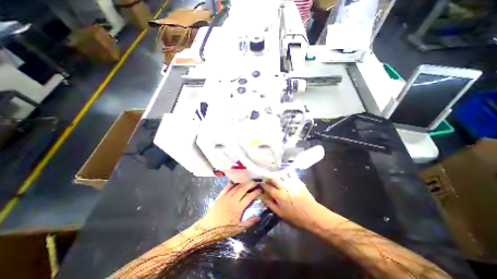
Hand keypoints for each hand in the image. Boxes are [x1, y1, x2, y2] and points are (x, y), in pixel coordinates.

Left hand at [195, 183, 261, 237]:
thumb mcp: (238, 229)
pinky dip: (232, 184)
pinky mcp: (220, 196)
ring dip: (243, 183)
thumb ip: (249, 222)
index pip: (249, 197)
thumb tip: (259, 217)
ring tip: (248, 182)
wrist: (207, 228)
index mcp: (238, 207)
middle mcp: (233, 199)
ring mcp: (226, 196)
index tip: (260, 189)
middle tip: (256, 182)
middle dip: (250, 184)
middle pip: (243, 188)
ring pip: (236, 187)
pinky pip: (227, 187)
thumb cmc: (224, 230)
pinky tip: (236, 183)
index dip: (256, 192)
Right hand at [262, 173, 319, 229]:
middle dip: (268, 176)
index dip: (263, 184)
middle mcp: (283, 187)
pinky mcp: (298, 181)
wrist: (312, 214)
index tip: (260, 182)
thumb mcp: (281, 214)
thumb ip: (270, 204)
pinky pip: (291, 173)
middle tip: (266, 176)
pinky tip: (284, 172)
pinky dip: (286, 172)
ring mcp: (291, 183)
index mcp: (278, 195)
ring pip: (281, 174)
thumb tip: (263, 197)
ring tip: (274, 173)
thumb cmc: (295, 216)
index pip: (267, 187)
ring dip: (276, 173)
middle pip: (273, 178)